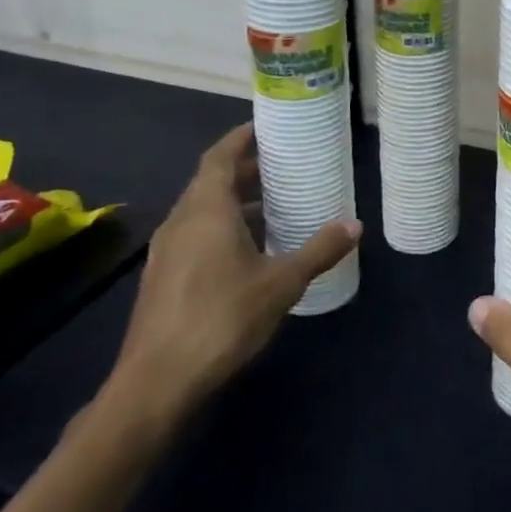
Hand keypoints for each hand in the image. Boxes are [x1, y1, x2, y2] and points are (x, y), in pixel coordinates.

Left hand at [109, 124, 359, 428]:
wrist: (155, 386)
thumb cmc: (221, 319)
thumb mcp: (281, 283)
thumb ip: (318, 250)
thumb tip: (355, 225)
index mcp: (206, 210)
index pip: (219, 156)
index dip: (240, 138)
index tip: (265, 126)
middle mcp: (181, 222)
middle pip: (211, 180)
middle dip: (244, 169)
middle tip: (281, 164)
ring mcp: (167, 252)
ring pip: (201, 210)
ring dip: (234, 200)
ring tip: (272, 204)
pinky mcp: (163, 279)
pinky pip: (195, 234)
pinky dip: (221, 226)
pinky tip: (249, 249)